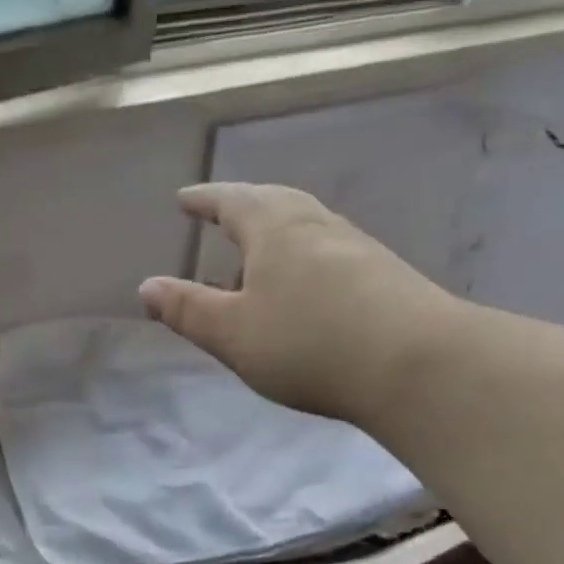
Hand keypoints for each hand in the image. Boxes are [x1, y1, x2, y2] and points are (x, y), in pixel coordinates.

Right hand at [141, 182, 460, 424]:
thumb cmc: (309, 344)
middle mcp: (317, 226)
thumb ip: (188, 310)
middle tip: (221, 218)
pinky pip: (328, 252)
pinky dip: (303, 259)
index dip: (205, 200)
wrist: (416, 364)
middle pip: (274, 203)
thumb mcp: (233, 333)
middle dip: (243, 208)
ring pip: (305, 227)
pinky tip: (303, 288)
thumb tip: (147, 286)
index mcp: (275, 230)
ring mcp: (356, 247)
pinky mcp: (383, 274)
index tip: (185, 199)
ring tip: (254, 261)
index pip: (233, 201)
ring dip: (274, 236)